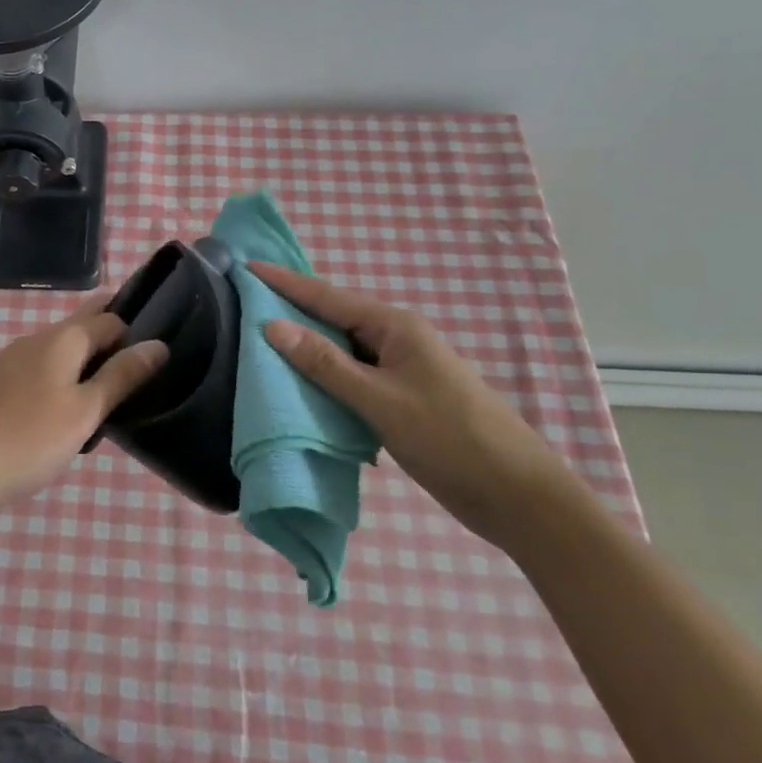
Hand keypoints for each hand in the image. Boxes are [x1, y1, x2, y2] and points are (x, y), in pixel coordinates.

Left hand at [0, 300, 169, 512]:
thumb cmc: (28, 437)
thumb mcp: (85, 410)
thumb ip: (121, 376)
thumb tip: (159, 344)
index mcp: (61, 338)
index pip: (110, 319)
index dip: (136, 330)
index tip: (161, 351)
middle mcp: (36, 340)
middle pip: (82, 326)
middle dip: (111, 337)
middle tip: (141, 366)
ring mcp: (13, 362)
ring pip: (62, 350)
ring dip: (88, 360)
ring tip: (114, 391)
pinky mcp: (0, 386)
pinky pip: (44, 369)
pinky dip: (65, 377)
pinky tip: (72, 407)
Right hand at [248, 262, 576, 548]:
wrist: (519, 496)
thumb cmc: (450, 439)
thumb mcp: (380, 400)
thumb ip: (325, 364)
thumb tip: (273, 325)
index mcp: (395, 327)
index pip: (326, 297)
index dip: (284, 282)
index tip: (247, 267)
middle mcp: (397, 339)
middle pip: (333, 319)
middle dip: (291, 312)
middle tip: (242, 306)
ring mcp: (402, 369)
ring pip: (343, 350)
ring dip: (307, 349)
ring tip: (259, 343)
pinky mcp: (404, 398)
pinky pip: (353, 377)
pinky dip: (325, 377)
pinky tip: (301, 385)